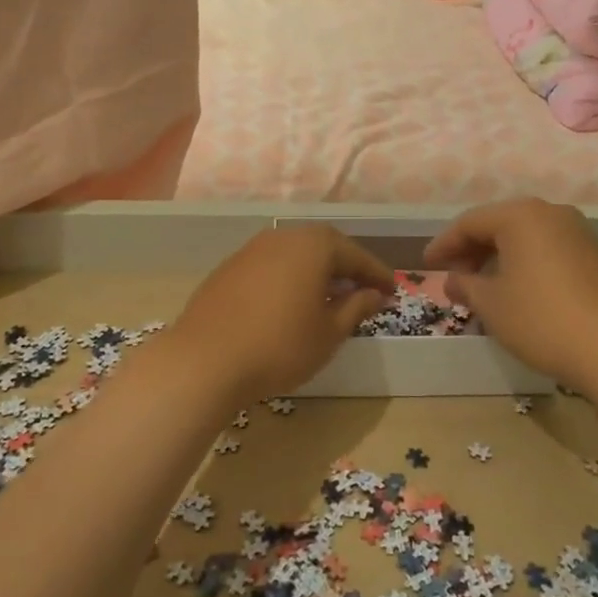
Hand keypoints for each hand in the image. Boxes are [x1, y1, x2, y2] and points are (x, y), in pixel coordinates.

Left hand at [169, 225, 395, 402]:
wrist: (205, 360)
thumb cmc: (280, 346)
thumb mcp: (329, 333)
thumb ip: (356, 307)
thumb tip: (374, 293)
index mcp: (314, 245)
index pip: (355, 255)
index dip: (376, 274)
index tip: (393, 290)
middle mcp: (283, 236)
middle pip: (324, 247)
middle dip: (346, 268)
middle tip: (363, 290)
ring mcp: (251, 249)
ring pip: (295, 254)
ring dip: (316, 272)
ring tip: (328, 298)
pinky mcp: (229, 268)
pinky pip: (271, 266)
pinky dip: (288, 279)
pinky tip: (289, 304)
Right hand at [423, 198, 597, 389]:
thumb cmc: (541, 319)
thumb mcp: (491, 304)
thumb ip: (465, 285)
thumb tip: (453, 280)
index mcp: (520, 215)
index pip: (469, 222)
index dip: (444, 244)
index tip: (426, 265)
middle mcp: (549, 212)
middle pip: (498, 224)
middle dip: (471, 249)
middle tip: (452, 276)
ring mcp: (576, 231)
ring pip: (524, 236)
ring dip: (498, 256)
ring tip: (481, 285)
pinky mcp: (594, 253)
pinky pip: (546, 248)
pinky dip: (524, 262)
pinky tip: (516, 288)